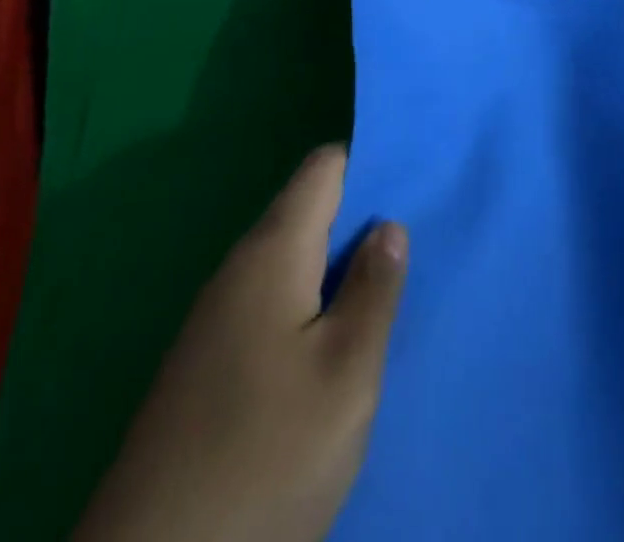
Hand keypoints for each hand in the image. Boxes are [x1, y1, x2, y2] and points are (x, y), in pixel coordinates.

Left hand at [74, 146, 407, 541]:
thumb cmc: (265, 458)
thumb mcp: (346, 374)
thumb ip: (374, 290)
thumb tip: (389, 225)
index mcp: (273, 250)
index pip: (325, 167)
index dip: (370, 165)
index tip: (415, 189)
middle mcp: (240, 268)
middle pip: (309, 212)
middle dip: (362, 224)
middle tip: (415, 251)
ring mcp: (217, 318)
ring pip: (293, 263)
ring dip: (338, 272)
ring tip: (387, 298)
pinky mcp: (208, 365)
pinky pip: (272, 306)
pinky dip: (310, 310)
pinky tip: (335, 352)